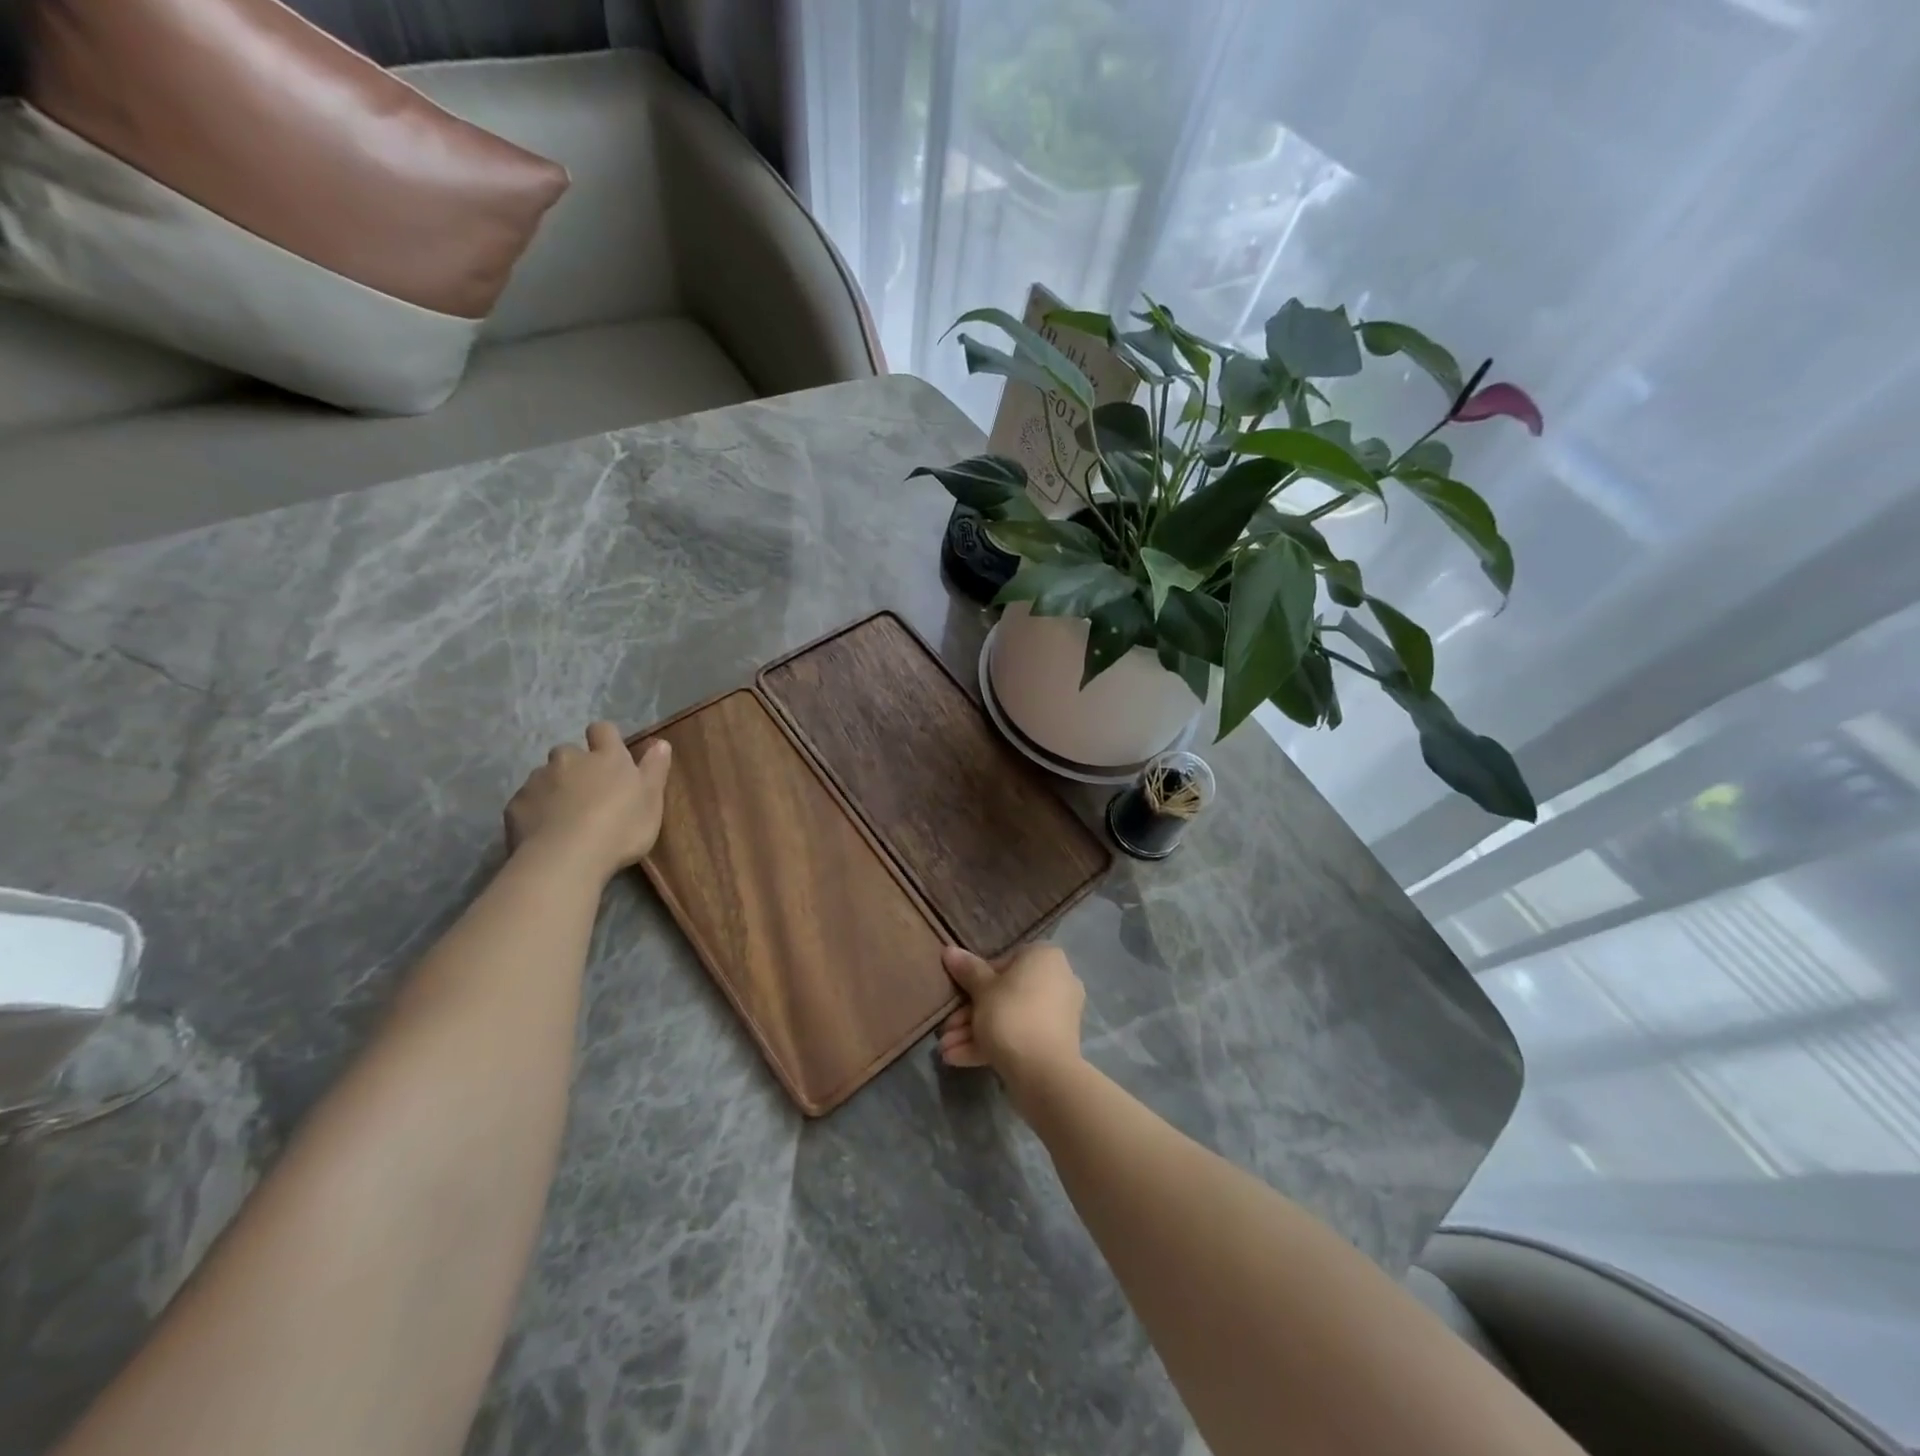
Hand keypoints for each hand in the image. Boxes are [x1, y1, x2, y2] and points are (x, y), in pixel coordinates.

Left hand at [505, 722, 671, 879]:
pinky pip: (526, 801)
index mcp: (606, 757)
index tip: (610, 755)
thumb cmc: (620, 827)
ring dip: (554, 788)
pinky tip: (544, 832)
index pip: (602, 730)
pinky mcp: (515, 804)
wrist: (566, 859)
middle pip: (569, 752)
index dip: (605, 739)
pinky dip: (534, 810)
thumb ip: (655, 769)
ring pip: (545, 776)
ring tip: (564, 816)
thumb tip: (661, 742)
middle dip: (575, 766)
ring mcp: (538, 780)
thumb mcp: (651, 800)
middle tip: (588, 793)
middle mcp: (569, 759)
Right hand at [937, 943, 1084, 1093]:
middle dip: (970, 1014)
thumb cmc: (1011, 1015)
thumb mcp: (982, 990)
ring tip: (946, 1050)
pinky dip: (992, 1045)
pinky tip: (958, 1059)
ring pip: (1010, 1018)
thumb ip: (967, 970)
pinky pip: (1020, 1036)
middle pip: (1004, 993)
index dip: (976, 979)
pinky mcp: (1054, 1043)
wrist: (1044, 1072)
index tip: (958, 996)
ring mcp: (1058, 1014)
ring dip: (975, 1032)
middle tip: (946, 1030)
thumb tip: (949, 950)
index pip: (1004, 961)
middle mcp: (1057, 980)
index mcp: (1044, 957)